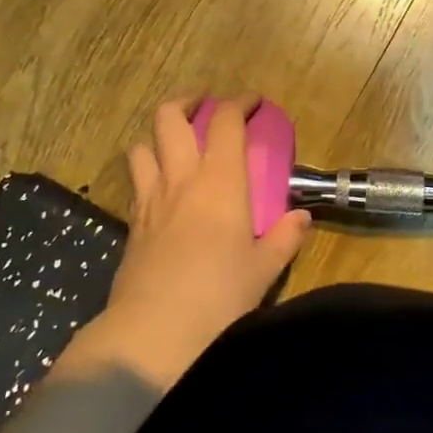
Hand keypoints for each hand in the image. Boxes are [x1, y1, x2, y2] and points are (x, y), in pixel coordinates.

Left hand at [61, 96, 310, 389]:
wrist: (155, 330)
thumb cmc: (219, 295)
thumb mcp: (264, 269)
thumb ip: (284, 238)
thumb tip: (301, 218)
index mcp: (221, 181)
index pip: (225, 122)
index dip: (238, 102)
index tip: (252, 101)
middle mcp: (181, 179)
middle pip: (170, 117)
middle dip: (188, 102)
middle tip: (205, 106)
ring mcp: (150, 199)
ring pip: (142, 144)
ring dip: (159, 135)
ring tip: (177, 144)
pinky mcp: (131, 223)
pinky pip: (136, 181)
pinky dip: (148, 170)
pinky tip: (163, 189)